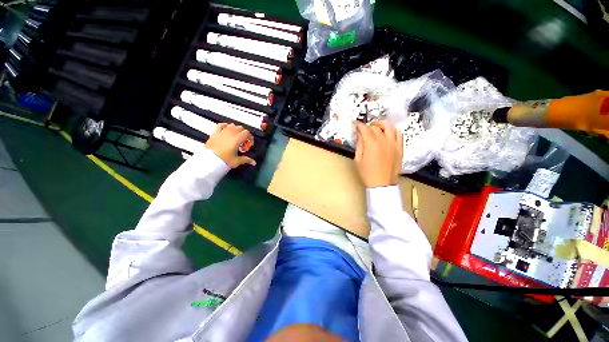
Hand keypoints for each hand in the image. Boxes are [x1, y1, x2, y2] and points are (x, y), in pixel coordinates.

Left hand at [205, 123, 255, 167]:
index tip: (250, 144)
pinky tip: (226, 129)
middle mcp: (230, 133)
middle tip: (243, 141)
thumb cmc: (224, 160)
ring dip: (236, 129)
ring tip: (236, 136)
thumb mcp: (236, 161)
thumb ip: (246, 160)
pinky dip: (225, 125)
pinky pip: (221, 125)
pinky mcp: (215, 133)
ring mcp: (222, 132)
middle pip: (240, 128)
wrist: (208, 161)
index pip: (246, 133)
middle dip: (244, 133)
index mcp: (237, 139)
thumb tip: (254, 163)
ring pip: (232, 125)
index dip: (250, 137)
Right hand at [354, 121, 402, 187]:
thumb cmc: (367, 173)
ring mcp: (393, 144)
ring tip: (377, 126)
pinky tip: (389, 132)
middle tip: (364, 129)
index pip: (365, 129)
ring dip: (382, 124)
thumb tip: (359, 136)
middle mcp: (384, 141)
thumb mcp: (358, 160)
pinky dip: (393, 130)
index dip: (360, 125)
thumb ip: (359, 146)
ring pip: (390, 127)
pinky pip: (399, 134)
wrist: (382, 184)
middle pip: (376, 127)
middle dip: (368, 126)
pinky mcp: (400, 148)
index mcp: (372, 144)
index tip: (356, 124)